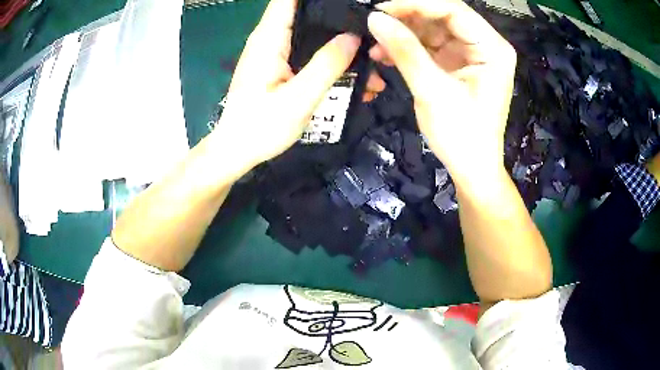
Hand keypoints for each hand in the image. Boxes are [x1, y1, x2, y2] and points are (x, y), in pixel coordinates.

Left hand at [211, 0, 360, 175]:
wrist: (237, 150)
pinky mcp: (280, 66)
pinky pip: (309, 52)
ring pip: (312, 34)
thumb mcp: (299, 98)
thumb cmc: (261, 127)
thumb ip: (327, 65)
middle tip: (371, 34)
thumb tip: (354, 37)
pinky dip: (330, 59)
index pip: (290, 0)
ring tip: (371, 59)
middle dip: (338, 19)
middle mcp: (271, 38)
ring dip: (339, 43)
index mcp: (270, 38)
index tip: (348, 4)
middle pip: (307, 13)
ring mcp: (275, 52)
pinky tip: (354, 76)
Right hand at [367, 0, 515, 183]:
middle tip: (374, 24)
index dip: (415, 4)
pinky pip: (428, 46)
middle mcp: (484, 45)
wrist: (471, 170)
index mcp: (492, 48)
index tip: (380, 8)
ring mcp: (469, 54)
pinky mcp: (456, 64)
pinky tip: (385, 55)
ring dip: (403, 34)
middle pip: (441, 16)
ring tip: (375, 44)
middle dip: (406, 19)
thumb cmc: (462, 136)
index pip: (452, 9)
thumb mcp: (433, 90)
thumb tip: (373, 18)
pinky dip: (407, 49)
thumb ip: (405, 51)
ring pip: (431, 29)